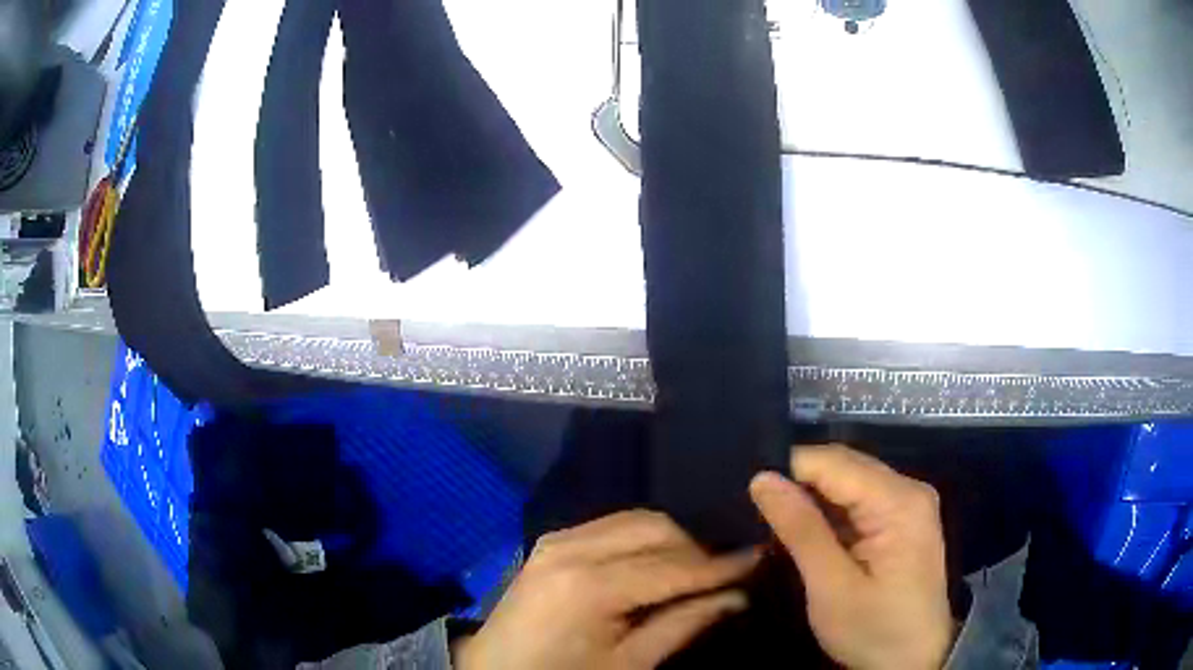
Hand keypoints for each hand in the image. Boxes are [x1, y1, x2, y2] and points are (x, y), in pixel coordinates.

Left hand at [453, 510, 759, 669]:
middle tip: (726, 572)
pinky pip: (611, 526)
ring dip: (671, 541)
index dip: (721, 564)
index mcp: (591, 585)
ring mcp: (557, 538)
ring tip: (695, 570)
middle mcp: (573, 547)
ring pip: (636, 521)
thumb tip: (736, 596)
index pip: (674, 566)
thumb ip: (683, 625)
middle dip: (697, 549)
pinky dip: (641, 540)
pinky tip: (655, 564)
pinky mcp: (550, 541)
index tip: (760, 558)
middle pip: (657, 529)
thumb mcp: (628, 664)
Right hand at [749, 445, 954, 669]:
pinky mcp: (902, 519)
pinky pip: (858, 500)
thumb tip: (762, 479)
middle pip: (844, 465)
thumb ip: (801, 530)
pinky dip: (829, 512)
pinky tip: (807, 529)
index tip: (748, 489)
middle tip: (755, 505)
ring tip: (773, 516)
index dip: (789, 469)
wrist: (915, 660)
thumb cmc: (874, 630)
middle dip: (799, 481)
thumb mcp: (831, 588)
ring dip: (812, 498)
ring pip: (849, 481)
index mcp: (899, 501)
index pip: (834, 462)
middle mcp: (908, 489)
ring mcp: (908, 503)